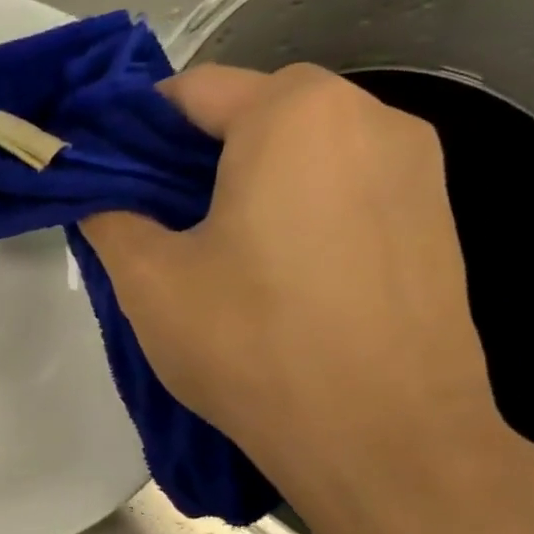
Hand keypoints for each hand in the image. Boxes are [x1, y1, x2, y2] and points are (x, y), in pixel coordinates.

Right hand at [81, 63, 512, 510]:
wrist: (389, 442)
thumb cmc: (254, 345)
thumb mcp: (148, 280)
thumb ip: (108, 216)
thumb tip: (96, 194)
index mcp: (293, 114)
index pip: (188, 91)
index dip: (134, 131)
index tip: (107, 180)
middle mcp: (367, 116)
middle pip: (250, 111)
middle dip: (192, 154)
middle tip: (156, 220)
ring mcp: (417, 165)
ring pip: (300, 147)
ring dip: (245, 178)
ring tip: (213, 249)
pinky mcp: (437, 215)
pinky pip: (343, 182)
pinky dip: (296, 203)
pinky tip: (275, 270)